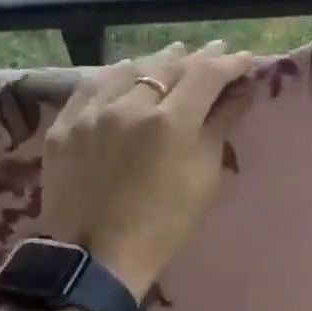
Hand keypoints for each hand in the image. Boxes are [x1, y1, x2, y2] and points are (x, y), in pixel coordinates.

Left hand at [39, 40, 254, 299]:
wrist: (97, 259)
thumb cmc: (165, 224)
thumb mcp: (204, 178)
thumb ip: (220, 127)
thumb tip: (239, 93)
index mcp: (172, 121)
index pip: (207, 75)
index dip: (230, 63)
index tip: (246, 59)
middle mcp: (130, 105)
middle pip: (169, 67)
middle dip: (197, 58)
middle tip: (215, 51)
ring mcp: (93, 112)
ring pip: (130, 70)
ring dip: (157, 60)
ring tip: (174, 54)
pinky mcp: (65, 125)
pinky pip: (93, 86)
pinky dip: (117, 74)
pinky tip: (127, 70)